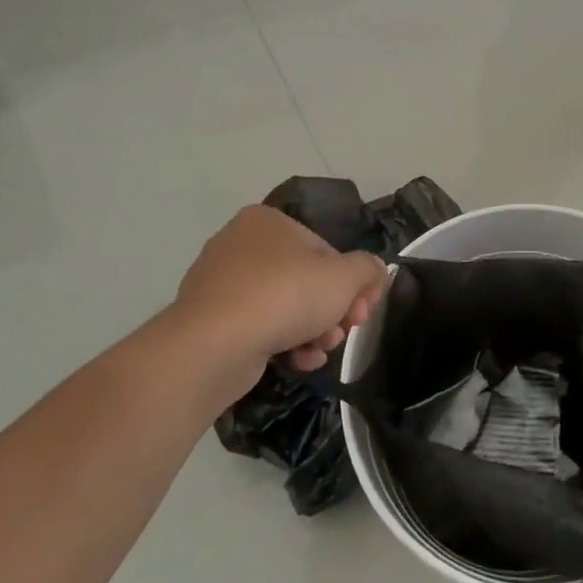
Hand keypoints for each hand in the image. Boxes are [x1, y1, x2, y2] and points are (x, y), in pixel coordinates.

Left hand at [168, 205, 386, 398]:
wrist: (214, 345)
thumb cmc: (285, 295)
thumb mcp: (345, 277)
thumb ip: (368, 269)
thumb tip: (373, 271)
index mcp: (268, 221)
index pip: (324, 249)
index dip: (351, 282)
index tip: (362, 310)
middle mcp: (239, 243)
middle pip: (305, 278)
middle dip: (332, 310)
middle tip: (346, 332)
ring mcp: (219, 282)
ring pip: (282, 305)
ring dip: (312, 329)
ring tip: (322, 350)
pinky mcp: (208, 319)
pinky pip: (257, 326)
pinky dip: (283, 342)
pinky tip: (300, 361)